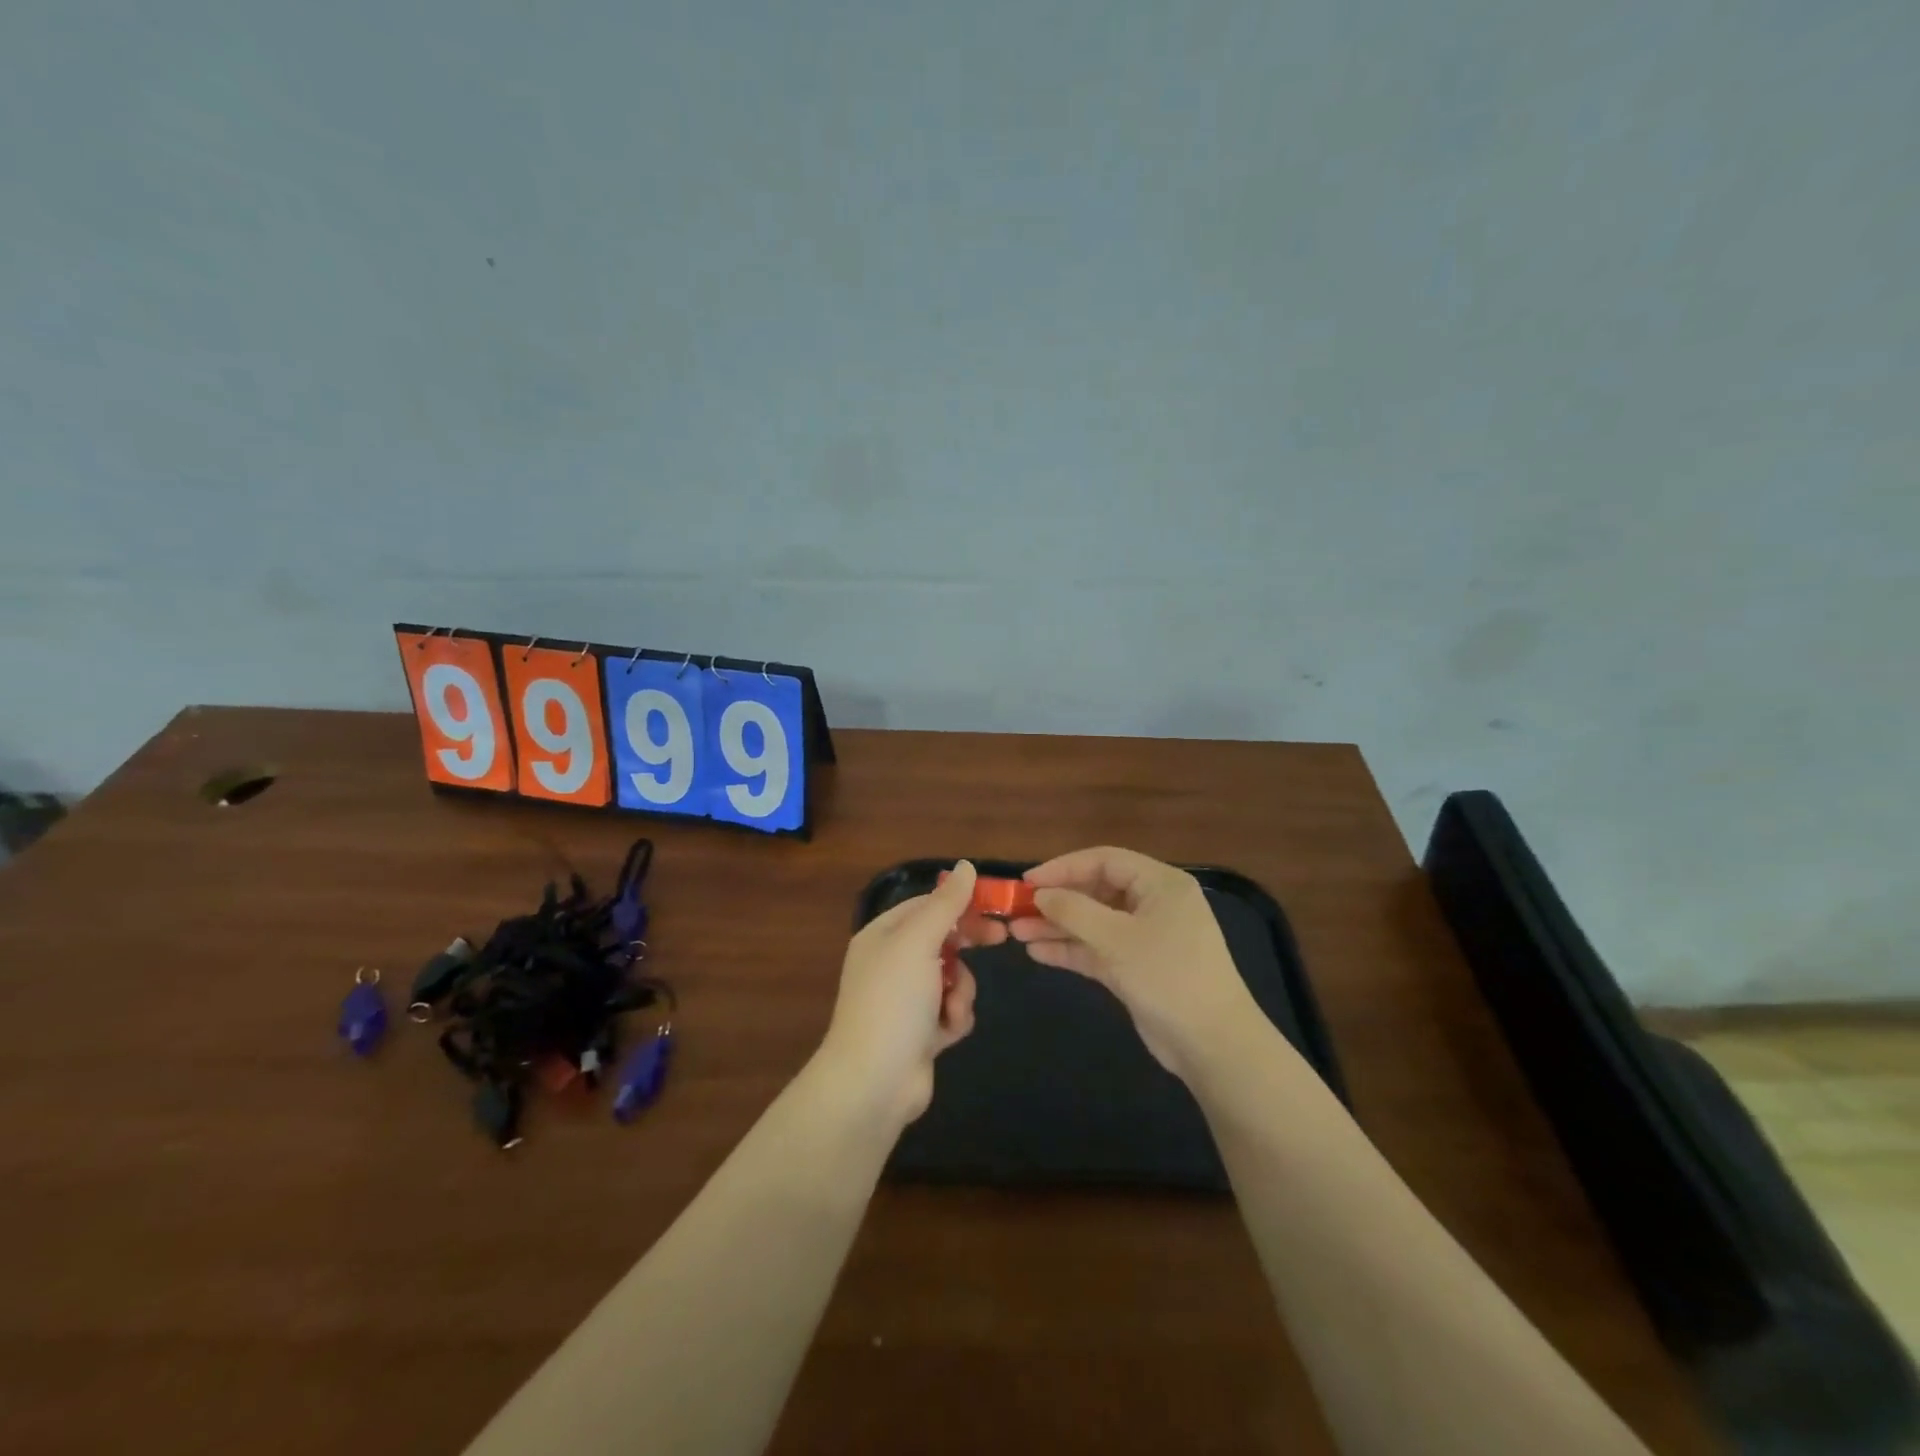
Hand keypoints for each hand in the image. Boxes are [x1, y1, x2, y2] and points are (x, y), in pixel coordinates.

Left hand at [815, 860, 995, 1128]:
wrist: (874, 1082)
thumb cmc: (893, 1001)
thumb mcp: (919, 942)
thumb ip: (946, 904)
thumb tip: (967, 866)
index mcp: (883, 936)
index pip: (926, 905)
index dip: (960, 902)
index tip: (994, 904)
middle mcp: (892, 963)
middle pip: (943, 939)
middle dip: (967, 945)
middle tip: (1000, 940)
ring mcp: (906, 999)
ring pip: (954, 977)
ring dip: (961, 990)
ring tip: (951, 1007)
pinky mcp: (921, 1031)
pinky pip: (952, 1010)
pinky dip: (954, 1018)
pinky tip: (945, 1034)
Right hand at [1009, 846, 1261, 1080]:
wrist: (1213, 1044)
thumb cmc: (1168, 976)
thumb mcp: (1117, 939)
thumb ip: (1074, 911)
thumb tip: (1040, 894)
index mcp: (1160, 884)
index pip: (1105, 860)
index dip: (1064, 867)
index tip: (1027, 881)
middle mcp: (1153, 904)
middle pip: (1096, 890)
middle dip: (1057, 900)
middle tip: (1016, 908)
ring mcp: (1145, 937)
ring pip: (1093, 922)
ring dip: (1057, 926)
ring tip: (1016, 932)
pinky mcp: (1136, 968)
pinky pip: (1097, 949)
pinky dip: (1071, 949)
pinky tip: (1037, 952)